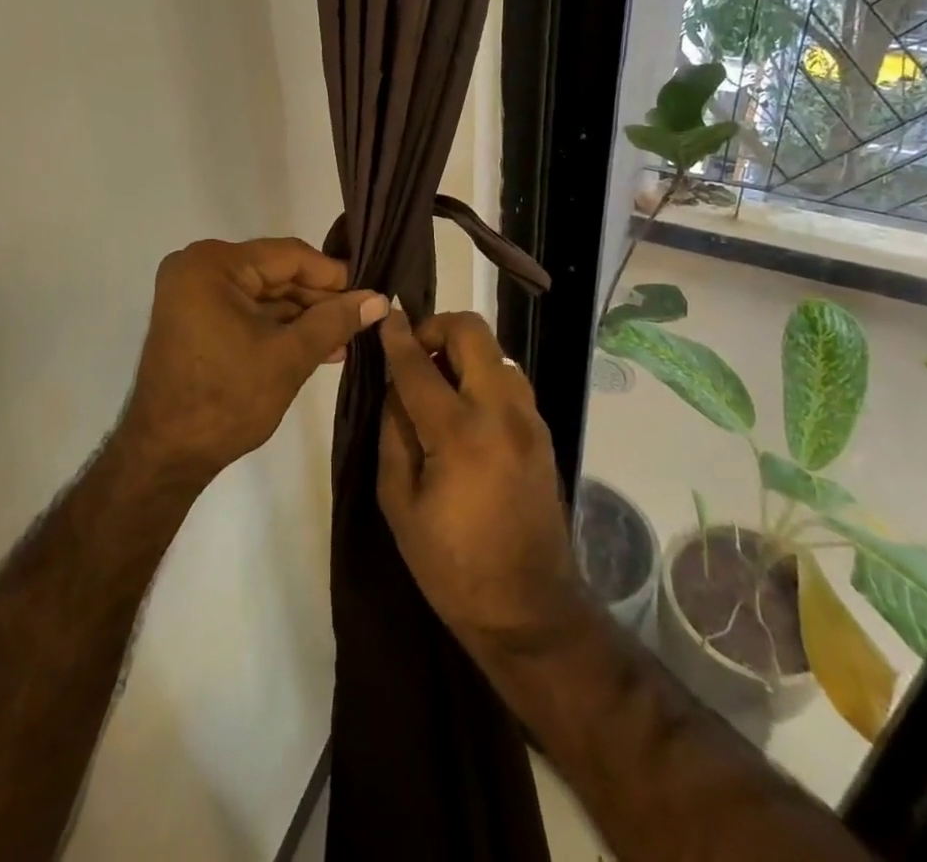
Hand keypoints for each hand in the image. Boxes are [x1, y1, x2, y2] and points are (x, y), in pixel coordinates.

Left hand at [121, 238, 386, 485]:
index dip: (333, 275)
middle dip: (318, 300)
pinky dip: (277, 327)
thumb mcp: (289, 356)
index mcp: (212, 264)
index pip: (288, 255)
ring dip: (302, 317)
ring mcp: (192, 295)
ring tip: (346, 339)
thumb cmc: (227, 399)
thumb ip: (335, 321)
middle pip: (275, 273)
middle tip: (362, 319)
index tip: (370, 292)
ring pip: (263, 295)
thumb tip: (379, 299)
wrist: (166, 455)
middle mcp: (197, 268)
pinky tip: (316, 346)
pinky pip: (245, 311)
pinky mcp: (193, 320)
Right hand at [377, 311, 591, 659]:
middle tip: (413, 354)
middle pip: (471, 332)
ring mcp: (529, 419)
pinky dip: (481, 374)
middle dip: (436, 328)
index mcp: (460, 434)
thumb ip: (394, 433)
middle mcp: (502, 412)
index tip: (384, 315)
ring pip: (494, 350)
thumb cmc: (451, 565)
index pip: (419, 364)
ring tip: (436, 383)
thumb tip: (395, 385)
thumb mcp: (399, 503)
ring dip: (461, 351)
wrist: (529, 610)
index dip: (397, 336)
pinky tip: (463, 406)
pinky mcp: (542, 431)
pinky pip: (508, 378)